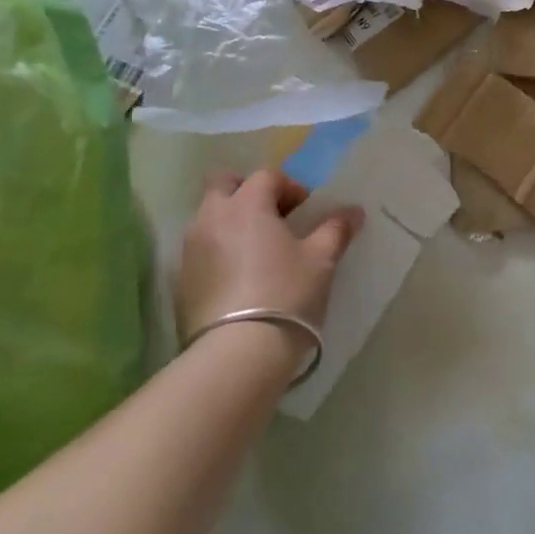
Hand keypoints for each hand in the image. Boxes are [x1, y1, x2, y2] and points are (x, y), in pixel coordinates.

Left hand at [176, 170, 362, 343]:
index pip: (266, 176)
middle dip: (246, 191)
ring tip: (257, 250)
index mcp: (246, 204)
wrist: (236, 356)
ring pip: (208, 217)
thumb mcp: (321, 261)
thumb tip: (354, 211)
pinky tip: (239, 278)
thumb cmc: (285, 295)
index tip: (305, 210)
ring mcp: (190, 250)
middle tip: (272, 216)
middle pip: (223, 184)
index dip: (289, 187)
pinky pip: (200, 250)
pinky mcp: (181, 282)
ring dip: (231, 222)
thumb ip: (336, 229)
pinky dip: (218, 251)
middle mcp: (212, 218)